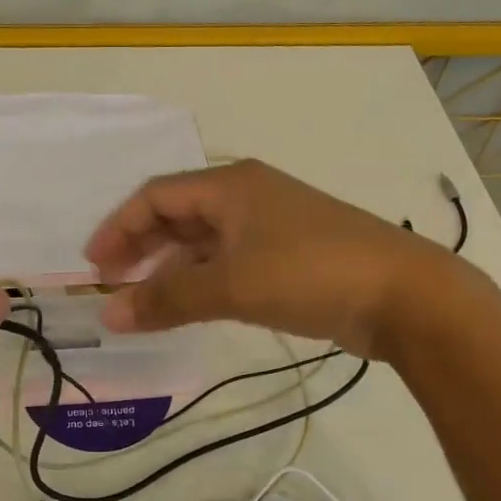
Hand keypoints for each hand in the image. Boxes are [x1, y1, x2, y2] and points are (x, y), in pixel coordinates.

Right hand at [84, 159, 456, 359]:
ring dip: (169, 268)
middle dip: (140, 247)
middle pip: (177, 215)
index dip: (118, 227)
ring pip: (203, 241)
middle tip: (111, 283)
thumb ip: (166, 299)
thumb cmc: (311, 273)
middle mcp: (247, 196)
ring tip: (142, 301)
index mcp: (230, 185)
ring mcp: (270, 226)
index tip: (93, 265)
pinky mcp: (289, 256)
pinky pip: (228, 261)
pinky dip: (201, 281)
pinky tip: (187, 306)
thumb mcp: (231, 285)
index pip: (156, 196)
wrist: (407, 296)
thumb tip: (108, 315)